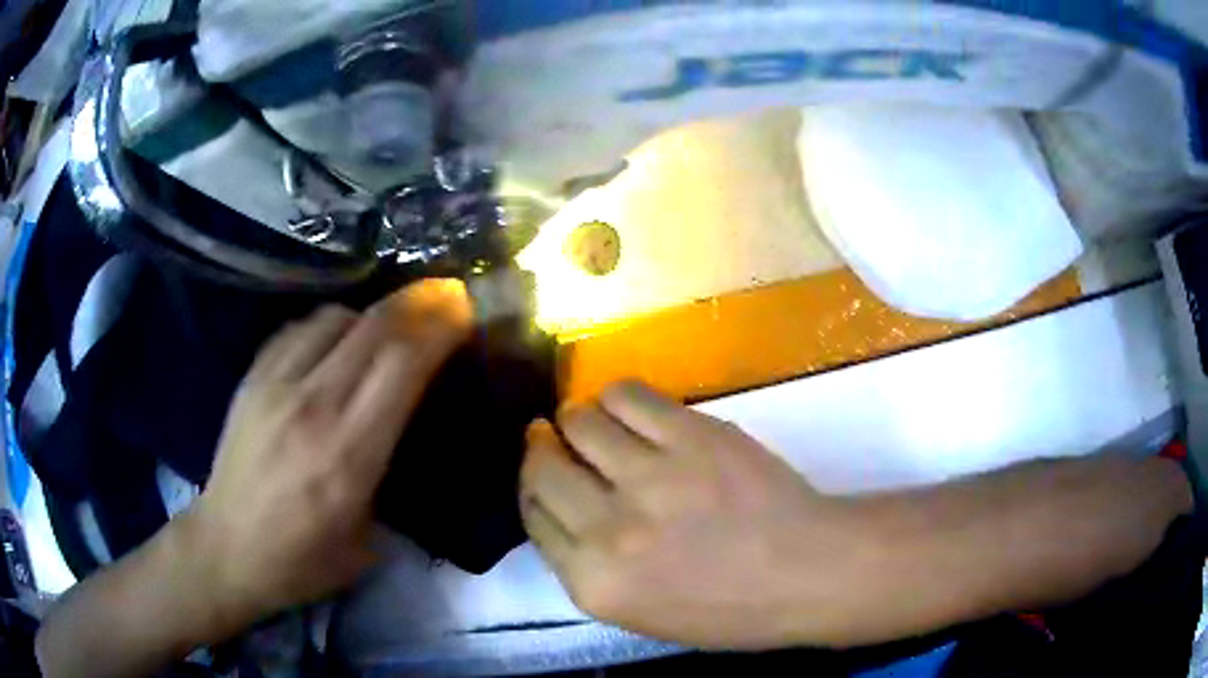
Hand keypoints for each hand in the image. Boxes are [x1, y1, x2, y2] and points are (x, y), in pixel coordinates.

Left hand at [187, 279, 470, 628]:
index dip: (440, 328)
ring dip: (371, 315)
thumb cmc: (302, 561)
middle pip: (374, 328)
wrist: (226, 550)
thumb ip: (388, 477)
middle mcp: (313, 406)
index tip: (465, 313)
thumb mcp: (368, 541)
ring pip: (335, 318)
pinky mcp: (251, 380)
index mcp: (349, 455)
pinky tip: (334, 343)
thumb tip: (405, 428)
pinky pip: (298, 329)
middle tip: (444, 297)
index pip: (403, 365)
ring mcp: (275, 386)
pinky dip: (328, 326)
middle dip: (419, 303)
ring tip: (385, 329)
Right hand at [520, 381, 863, 649]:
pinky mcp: (691, 434)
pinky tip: (628, 409)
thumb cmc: (729, 608)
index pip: (533, 517)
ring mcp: (651, 477)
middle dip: (541, 448)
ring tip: (597, 425)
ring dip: (578, 420)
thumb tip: (563, 506)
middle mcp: (609, 530)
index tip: (542, 472)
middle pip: (543, 468)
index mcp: (594, 584)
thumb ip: (590, 565)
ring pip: (579, 422)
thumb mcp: (640, 612)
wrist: (807, 573)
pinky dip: (616, 397)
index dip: (532, 488)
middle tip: (552, 438)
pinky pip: (626, 395)